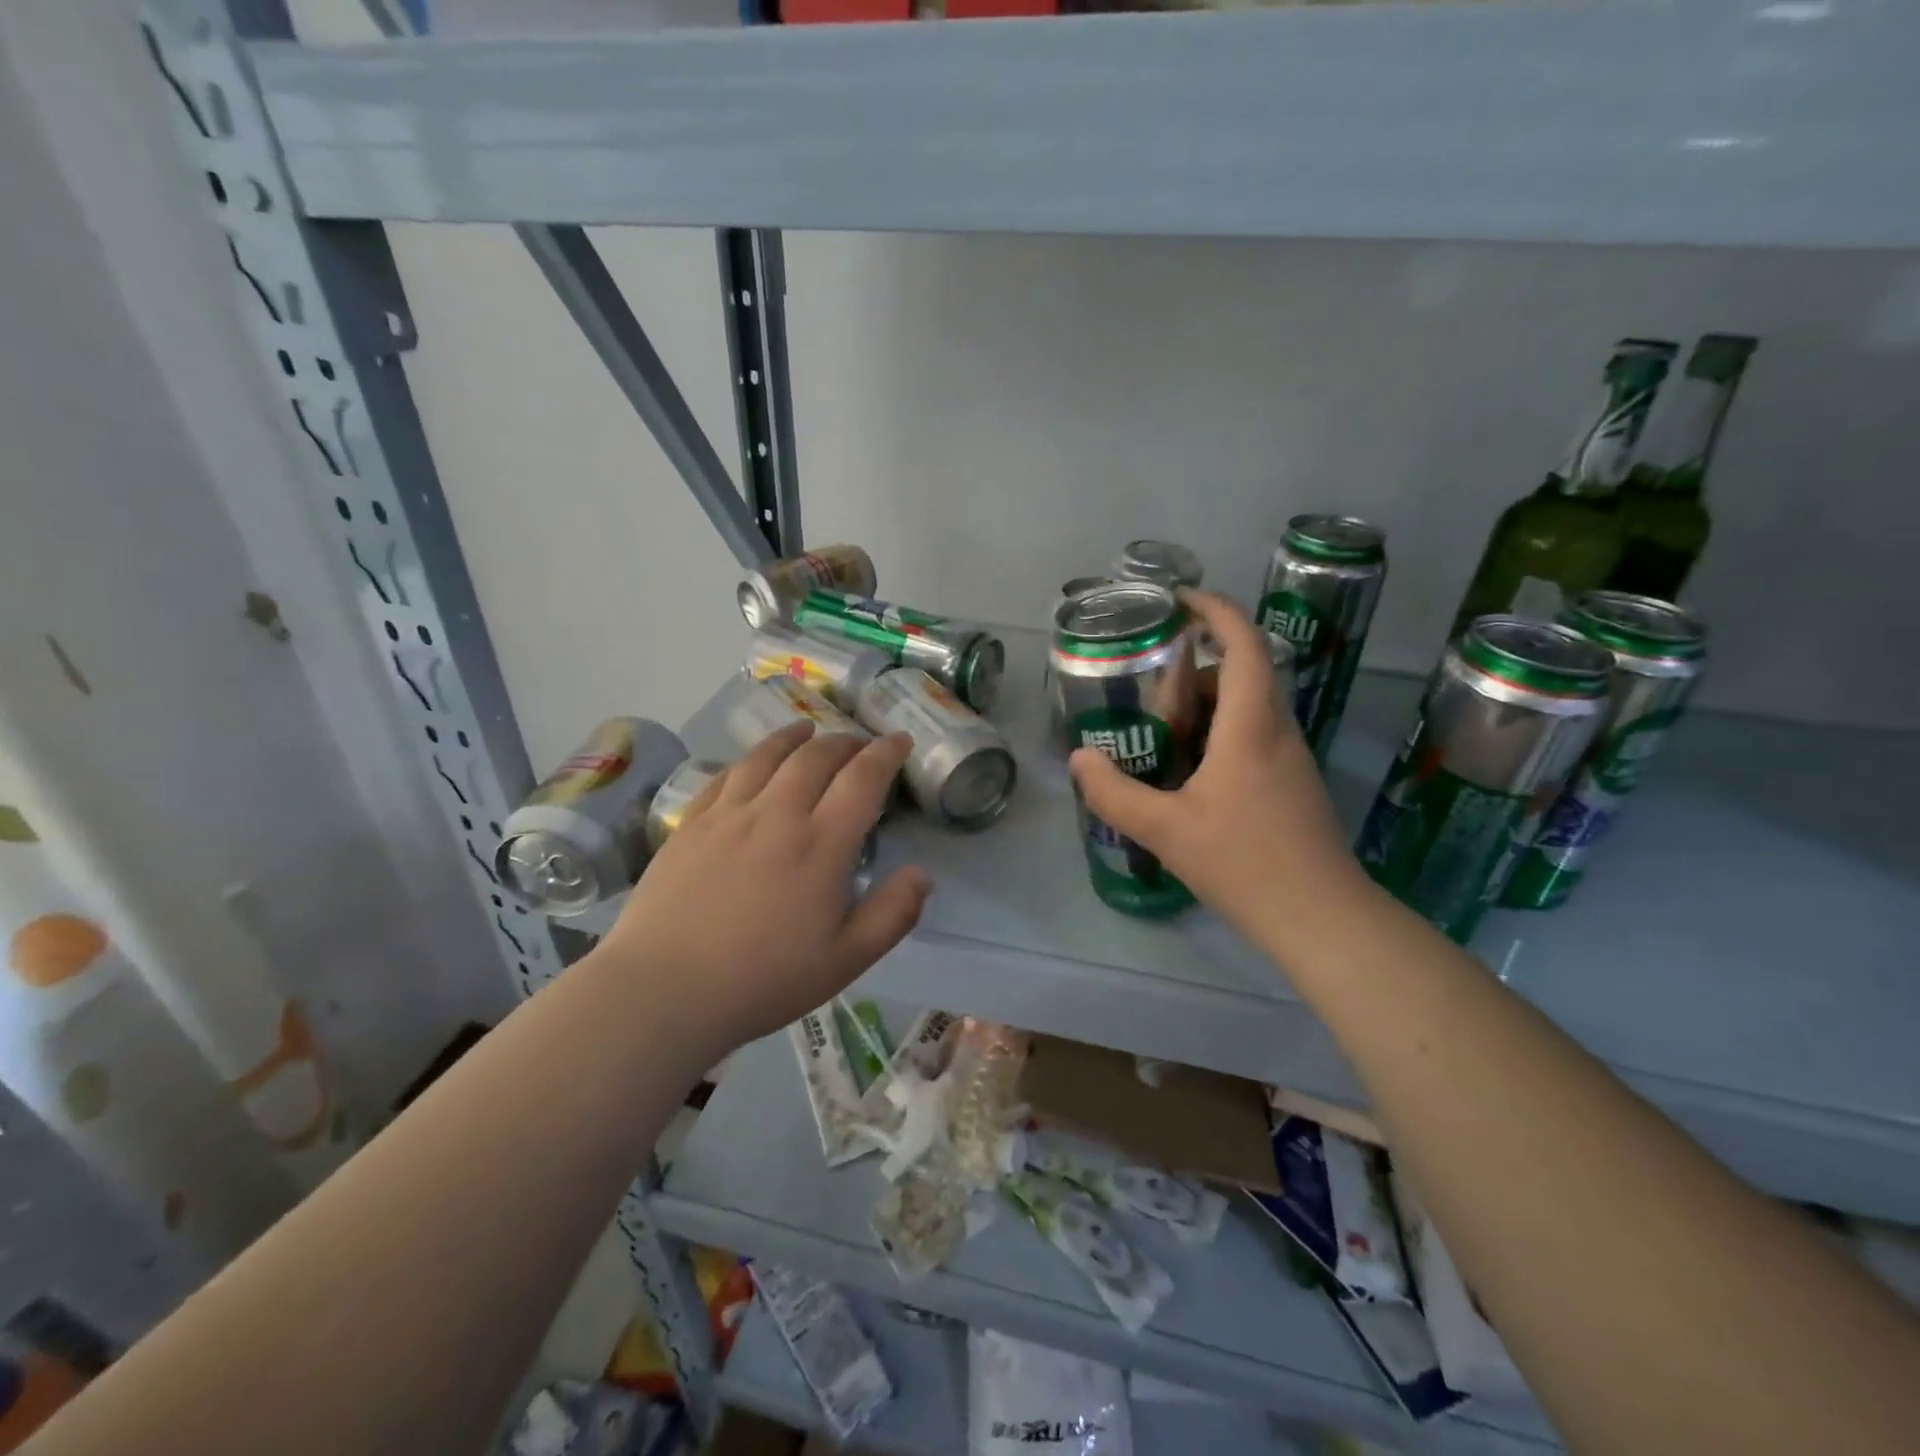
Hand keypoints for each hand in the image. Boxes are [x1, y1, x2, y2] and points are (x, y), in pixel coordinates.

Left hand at [597, 724, 931, 1056]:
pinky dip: (750, 759)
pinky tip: (753, 762)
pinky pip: (726, 775)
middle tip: (858, 744)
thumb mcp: (846, 960)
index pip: (862, 779)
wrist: (664, 990)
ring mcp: (729, 815)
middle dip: (844, 742)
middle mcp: (778, 814)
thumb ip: (892, 914)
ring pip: (768, 756)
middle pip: (816, 757)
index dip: (886, 753)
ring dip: (795, 737)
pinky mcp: (691, 824)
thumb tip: (922, 873)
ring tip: (807, 730)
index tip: (899, 740)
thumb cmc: (763, 980)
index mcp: (821, 844)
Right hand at [1068, 590, 1367, 956]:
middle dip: (1198, 667)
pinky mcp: (1293, 785)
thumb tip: (1080, 759)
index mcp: (1251, 726)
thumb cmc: (1244, 863)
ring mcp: (1291, 759)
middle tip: (1150, 684)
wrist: (1321, 918)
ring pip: (1249, 708)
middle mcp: (1278, 731)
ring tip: (1160, 730)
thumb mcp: (1165, 829)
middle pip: (1244, 673)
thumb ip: (1115, 793)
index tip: (1178, 601)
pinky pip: (1254, 737)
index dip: (1215, 610)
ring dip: (1207, 705)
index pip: (1244, 644)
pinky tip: (1188, 775)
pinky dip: (1219, 736)